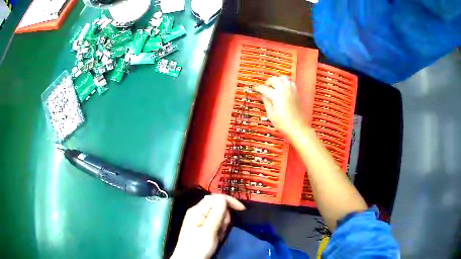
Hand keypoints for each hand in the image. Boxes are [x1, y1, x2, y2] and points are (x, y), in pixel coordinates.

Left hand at [170, 194, 245, 258]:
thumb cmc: (198, 247)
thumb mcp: (209, 231)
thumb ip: (216, 214)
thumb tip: (223, 198)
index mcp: (197, 210)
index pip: (216, 197)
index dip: (230, 201)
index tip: (242, 210)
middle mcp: (198, 212)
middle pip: (218, 206)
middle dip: (224, 217)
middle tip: (221, 230)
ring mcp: (199, 219)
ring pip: (218, 215)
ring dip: (222, 224)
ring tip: (217, 235)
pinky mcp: (202, 226)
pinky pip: (215, 223)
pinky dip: (219, 229)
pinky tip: (216, 237)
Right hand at [254, 76, 305, 135]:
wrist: (298, 128)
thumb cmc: (283, 124)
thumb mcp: (271, 115)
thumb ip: (266, 103)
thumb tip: (262, 96)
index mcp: (276, 96)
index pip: (264, 88)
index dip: (258, 88)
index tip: (254, 88)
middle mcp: (284, 90)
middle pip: (274, 79)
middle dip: (267, 83)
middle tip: (264, 89)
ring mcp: (291, 91)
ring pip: (283, 78)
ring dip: (277, 80)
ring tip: (273, 87)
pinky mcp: (296, 93)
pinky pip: (290, 82)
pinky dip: (285, 82)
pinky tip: (282, 88)